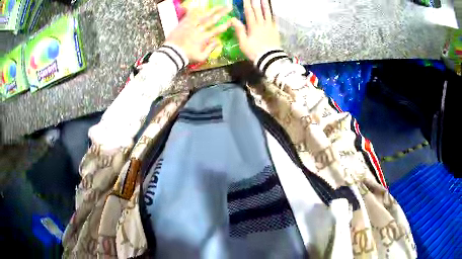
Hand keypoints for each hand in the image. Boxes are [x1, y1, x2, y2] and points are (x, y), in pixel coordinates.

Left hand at [165, 7, 232, 62]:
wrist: (172, 53)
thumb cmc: (187, 56)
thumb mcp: (200, 57)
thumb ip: (210, 49)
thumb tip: (218, 42)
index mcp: (203, 38)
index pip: (217, 30)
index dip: (225, 25)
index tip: (232, 21)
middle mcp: (199, 29)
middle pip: (212, 20)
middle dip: (222, 13)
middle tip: (229, 8)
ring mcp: (191, 25)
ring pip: (203, 15)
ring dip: (211, 10)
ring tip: (218, 6)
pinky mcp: (183, 24)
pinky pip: (189, 15)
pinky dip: (193, 10)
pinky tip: (198, 5)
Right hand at [230, 0, 280, 61]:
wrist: (270, 58)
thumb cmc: (254, 51)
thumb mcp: (243, 42)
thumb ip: (239, 30)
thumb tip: (233, 19)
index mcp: (253, 26)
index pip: (249, 12)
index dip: (247, 4)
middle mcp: (262, 24)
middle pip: (258, 11)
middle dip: (255, 2)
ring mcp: (270, 27)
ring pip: (267, 13)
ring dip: (265, 5)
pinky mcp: (275, 31)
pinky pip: (274, 20)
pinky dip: (273, 15)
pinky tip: (272, 11)